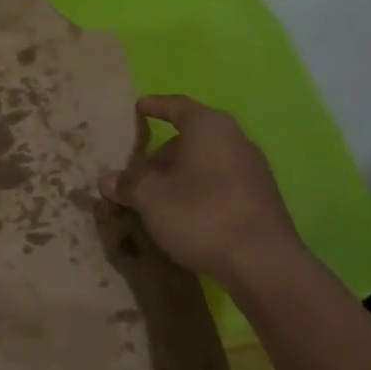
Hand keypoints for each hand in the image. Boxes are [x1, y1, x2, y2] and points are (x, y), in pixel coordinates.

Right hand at [99, 95, 303, 282]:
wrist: (263, 263)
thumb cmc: (201, 215)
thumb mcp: (151, 198)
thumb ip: (127, 184)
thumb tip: (107, 179)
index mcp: (209, 127)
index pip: (177, 106)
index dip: (155, 106)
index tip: (138, 107)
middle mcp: (235, 139)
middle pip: (191, 138)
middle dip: (162, 153)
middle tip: (137, 173)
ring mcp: (252, 169)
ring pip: (205, 162)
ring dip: (179, 175)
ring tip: (156, 198)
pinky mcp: (259, 198)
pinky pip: (220, 183)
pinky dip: (198, 190)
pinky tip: (183, 215)